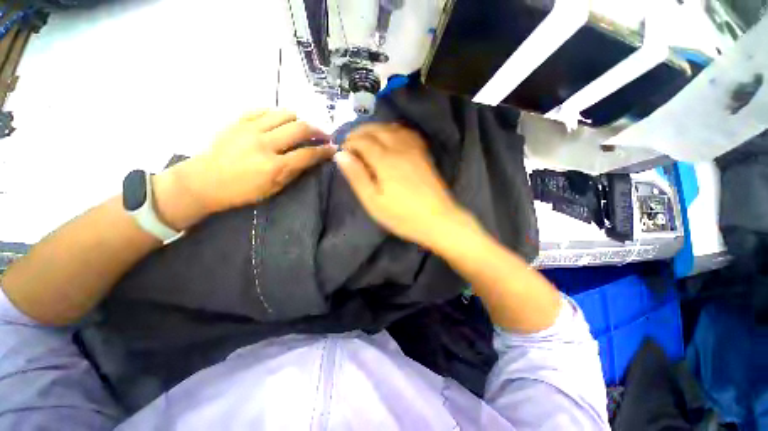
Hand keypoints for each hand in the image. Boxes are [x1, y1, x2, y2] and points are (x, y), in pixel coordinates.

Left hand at [154, 110, 334, 229]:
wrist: (203, 181)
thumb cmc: (242, 191)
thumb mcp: (273, 189)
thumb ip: (294, 172)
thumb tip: (311, 158)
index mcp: (274, 167)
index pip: (308, 154)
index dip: (325, 151)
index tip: (334, 148)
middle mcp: (265, 144)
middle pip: (300, 128)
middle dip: (317, 131)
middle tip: (323, 135)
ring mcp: (250, 129)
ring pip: (284, 114)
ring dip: (299, 120)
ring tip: (302, 127)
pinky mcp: (238, 121)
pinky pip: (264, 110)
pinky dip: (277, 114)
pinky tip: (280, 122)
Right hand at [335, 123, 474, 249]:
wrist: (438, 220)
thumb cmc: (402, 216)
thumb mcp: (373, 202)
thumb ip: (357, 177)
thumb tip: (341, 155)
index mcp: (386, 160)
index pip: (363, 141)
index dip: (349, 143)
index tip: (341, 151)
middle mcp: (400, 148)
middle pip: (377, 129)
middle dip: (360, 132)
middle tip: (350, 142)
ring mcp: (415, 150)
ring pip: (392, 128)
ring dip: (376, 129)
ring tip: (366, 139)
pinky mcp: (424, 154)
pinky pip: (408, 133)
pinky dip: (394, 130)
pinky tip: (391, 138)